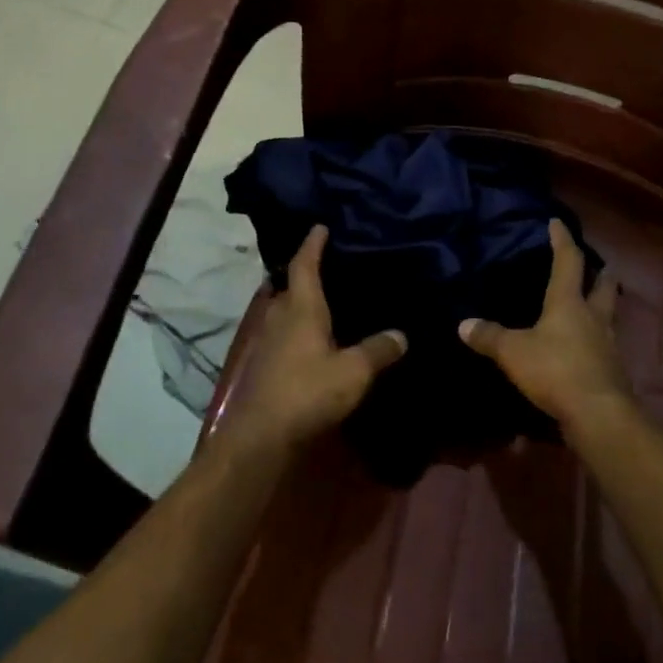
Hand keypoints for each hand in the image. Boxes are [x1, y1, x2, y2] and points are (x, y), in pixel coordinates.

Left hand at [221, 225, 406, 452]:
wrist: (260, 436)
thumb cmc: (308, 392)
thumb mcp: (354, 372)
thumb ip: (378, 350)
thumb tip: (401, 334)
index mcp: (301, 308)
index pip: (304, 265)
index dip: (312, 244)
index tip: (320, 226)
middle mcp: (279, 316)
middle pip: (291, 286)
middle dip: (307, 272)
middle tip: (332, 265)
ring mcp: (267, 341)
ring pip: (285, 311)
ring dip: (301, 302)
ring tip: (327, 300)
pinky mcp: (264, 364)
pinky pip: (283, 333)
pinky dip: (298, 327)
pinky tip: (314, 339)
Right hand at [459, 219, 633, 430]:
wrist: (598, 414)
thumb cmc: (555, 370)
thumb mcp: (513, 352)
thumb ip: (489, 337)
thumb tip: (463, 324)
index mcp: (569, 302)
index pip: (568, 261)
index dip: (562, 240)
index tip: (557, 222)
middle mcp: (594, 317)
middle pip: (603, 286)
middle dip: (601, 273)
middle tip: (598, 265)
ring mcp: (608, 344)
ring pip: (609, 315)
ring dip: (603, 305)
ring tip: (593, 303)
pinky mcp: (611, 369)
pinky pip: (605, 344)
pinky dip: (597, 338)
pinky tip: (587, 345)